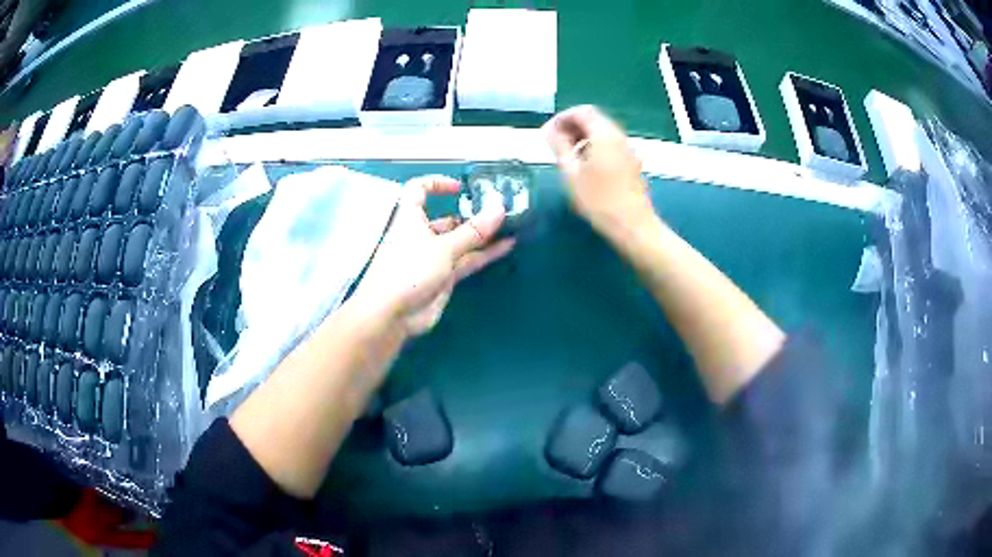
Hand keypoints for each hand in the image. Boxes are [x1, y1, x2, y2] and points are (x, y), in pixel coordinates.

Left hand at [353, 175, 514, 335]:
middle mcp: (421, 235)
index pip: (418, 190)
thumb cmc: (408, 270)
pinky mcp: (444, 277)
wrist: (392, 315)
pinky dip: (484, 253)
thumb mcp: (443, 247)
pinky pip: (467, 260)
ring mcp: (433, 257)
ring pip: (460, 241)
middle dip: (471, 214)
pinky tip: (506, 246)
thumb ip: (473, 230)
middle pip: (447, 219)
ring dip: (482, 235)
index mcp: (410, 218)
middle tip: (500, 209)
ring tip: (510, 225)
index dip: (436, 183)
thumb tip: (499, 207)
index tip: (460, 188)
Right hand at [543, 105, 652, 232]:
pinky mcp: (631, 163)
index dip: (563, 118)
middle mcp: (619, 137)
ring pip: (602, 133)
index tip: (549, 132)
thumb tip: (550, 130)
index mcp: (604, 135)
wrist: (633, 225)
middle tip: (555, 144)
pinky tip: (584, 167)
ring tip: (567, 156)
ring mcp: (628, 150)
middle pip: (594, 120)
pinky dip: (594, 147)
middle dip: (572, 127)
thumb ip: (559, 146)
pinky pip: (609, 145)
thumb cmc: (599, 201)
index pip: (582, 111)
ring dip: (582, 138)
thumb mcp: (571, 173)